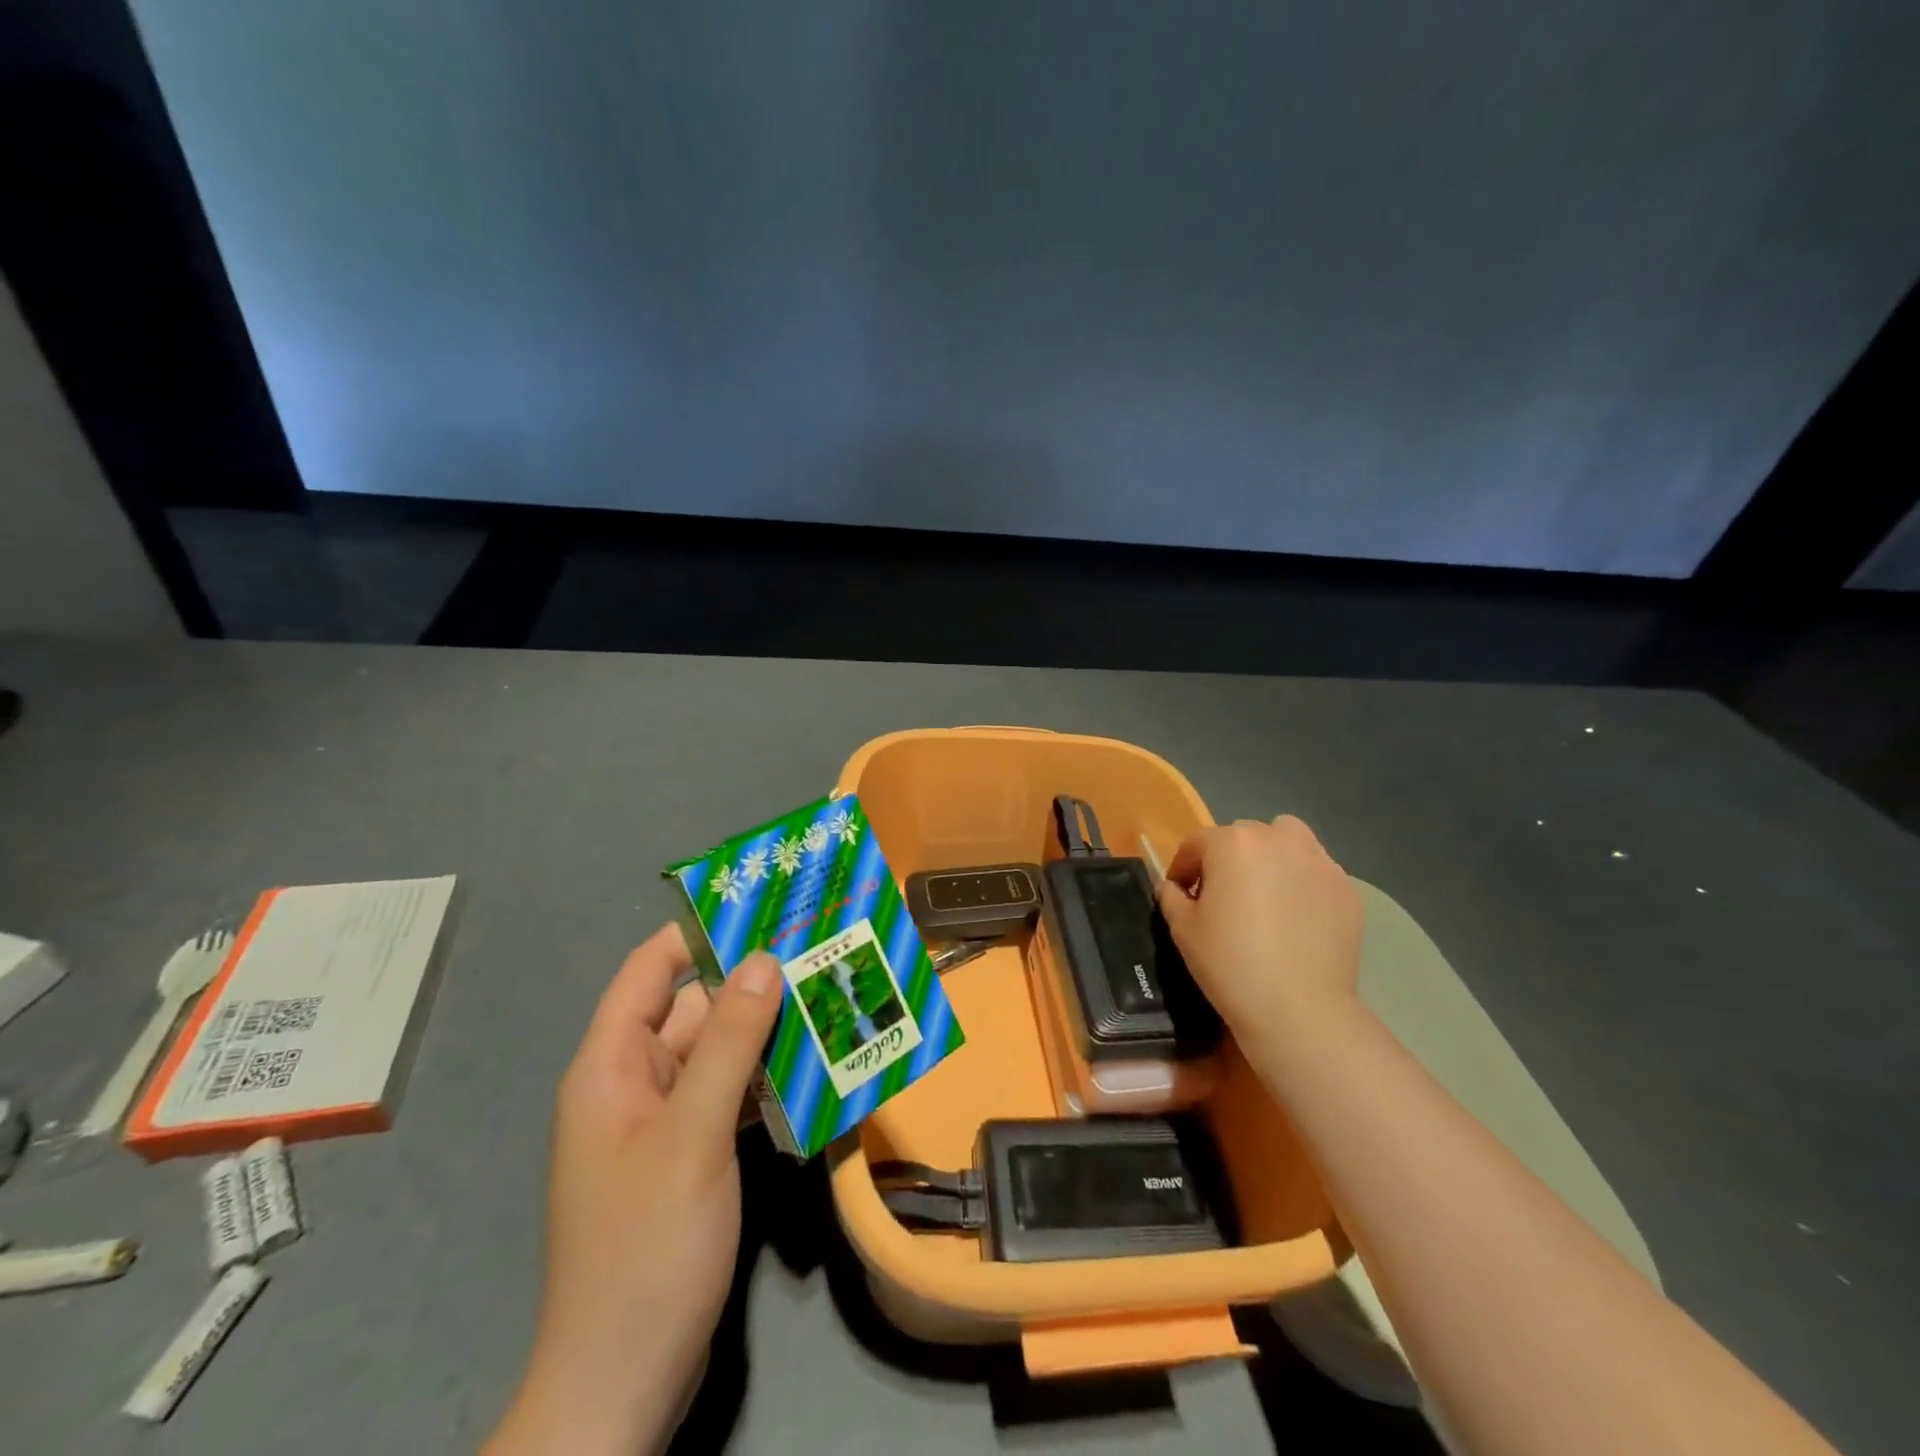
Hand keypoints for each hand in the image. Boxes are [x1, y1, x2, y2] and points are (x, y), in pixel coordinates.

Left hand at [487, 924, 783, 1455]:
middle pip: (696, 1010)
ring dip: (768, 1033)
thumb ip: (730, 1042)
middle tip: (821, 950)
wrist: (623, 1382)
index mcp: (612, 1065)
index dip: (698, 931)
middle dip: (753, 982)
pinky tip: (818, 1070)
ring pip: (720, 1054)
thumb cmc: (647, 1245)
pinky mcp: (690, 1157)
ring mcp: (663, 1123)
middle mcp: (635, 1083)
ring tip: (833, 998)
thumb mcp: (693, 1133)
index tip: (760, 906)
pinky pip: (731, 1097)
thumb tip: (763, 959)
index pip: (651, 970)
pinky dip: (768, 1081)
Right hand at [1157, 815, 1362, 1053]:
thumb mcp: (1182, 929)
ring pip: (1287, 842)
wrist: (1298, 1009)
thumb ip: (1172, 897)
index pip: (1198, 843)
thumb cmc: (1230, 963)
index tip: (1180, 894)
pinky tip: (1296, 919)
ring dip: (1271, 858)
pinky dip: (1302, 885)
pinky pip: (1315, 873)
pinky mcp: (1346, 889)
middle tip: (1224, 897)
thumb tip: (1174, 888)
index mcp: (1232, 842)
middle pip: (1244, 837)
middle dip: (1228, 860)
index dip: (1183, 868)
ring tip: (1266, 895)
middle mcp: (1278, 839)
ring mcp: (1319, 861)